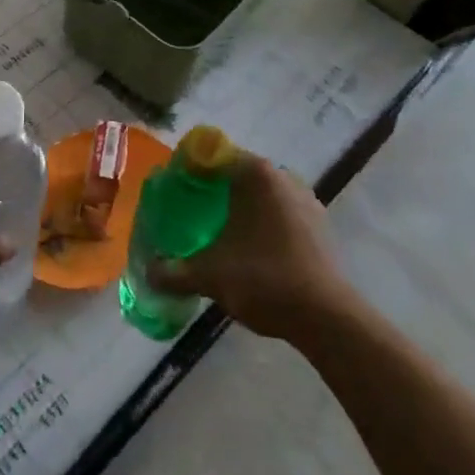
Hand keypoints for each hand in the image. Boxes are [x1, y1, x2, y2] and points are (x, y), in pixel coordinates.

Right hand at [146, 153, 351, 339]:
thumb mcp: (210, 275)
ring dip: (241, 208)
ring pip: (262, 195)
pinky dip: (264, 224)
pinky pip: (281, 214)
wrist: (327, 318)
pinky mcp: (320, 225)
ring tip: (219, 233)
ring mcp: (305, 199)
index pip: (212, 156)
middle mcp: (282, 175)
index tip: (173, 191)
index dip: (189, 170)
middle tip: (191, 213)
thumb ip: (174, 272)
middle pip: (237, 174)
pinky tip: (252, 250)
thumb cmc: (264, 279)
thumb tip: (147, 273)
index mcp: (255, 173)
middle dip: (214, 190)